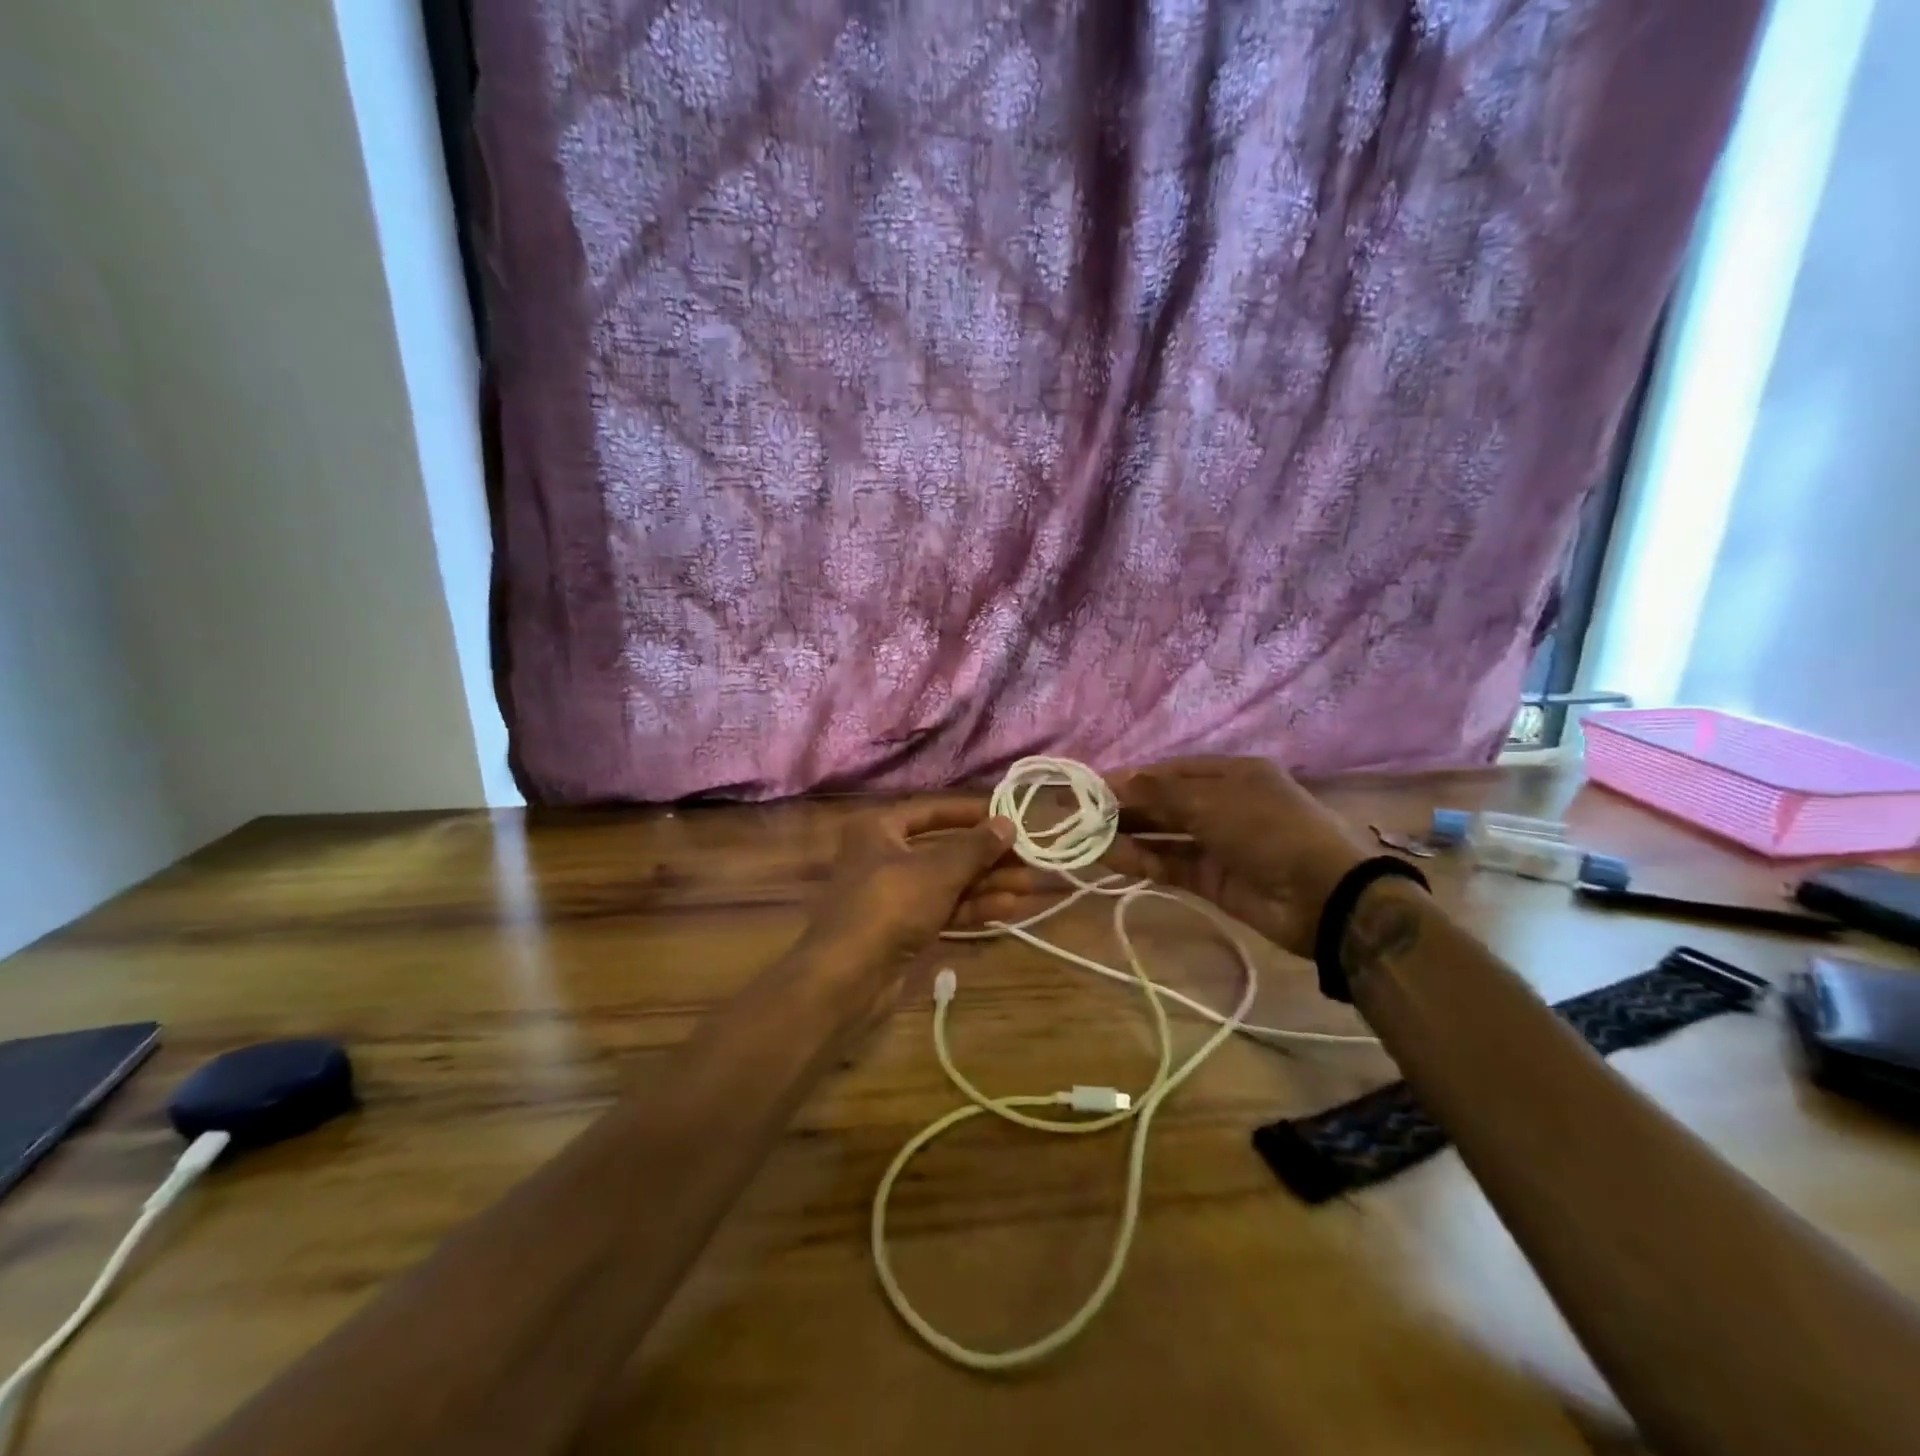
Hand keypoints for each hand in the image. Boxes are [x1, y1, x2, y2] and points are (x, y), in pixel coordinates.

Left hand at [804, 802, 1015, 975]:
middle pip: (943, 850)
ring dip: (986, 884)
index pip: (931, 811)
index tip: (1007, 818)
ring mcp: (893, 896)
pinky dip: (971, 908)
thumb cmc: (890, 905)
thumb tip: (1008, 823)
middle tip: (1027, 860)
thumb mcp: (938, 871)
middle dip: (986, 858)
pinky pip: (942, 910)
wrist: (848, 977)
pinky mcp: (903, 929)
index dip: (970, 814)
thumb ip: (976, 847)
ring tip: (1028, 886)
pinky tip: (1007, 909)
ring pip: (947, 883)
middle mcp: (884, 857)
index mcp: (879, 829)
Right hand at [956, 757, 1370, 956]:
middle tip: (1077, 812)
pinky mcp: (1211, 879)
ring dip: (1126, 834)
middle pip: (1162, 802)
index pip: (1168, 771)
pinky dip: (1140, 860)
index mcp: (1229, 774)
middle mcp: (1220, 804)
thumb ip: (1160, 795)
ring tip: (1084, 836)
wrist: (1325, 896)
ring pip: (1162, 834)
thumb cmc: (1270, 830)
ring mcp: (1216, 843)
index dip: (1130, 777)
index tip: (1089, 786)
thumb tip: (1114, 783)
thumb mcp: (1214, 802)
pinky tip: (1108, 856)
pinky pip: (1168, 864)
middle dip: (1122, 806)